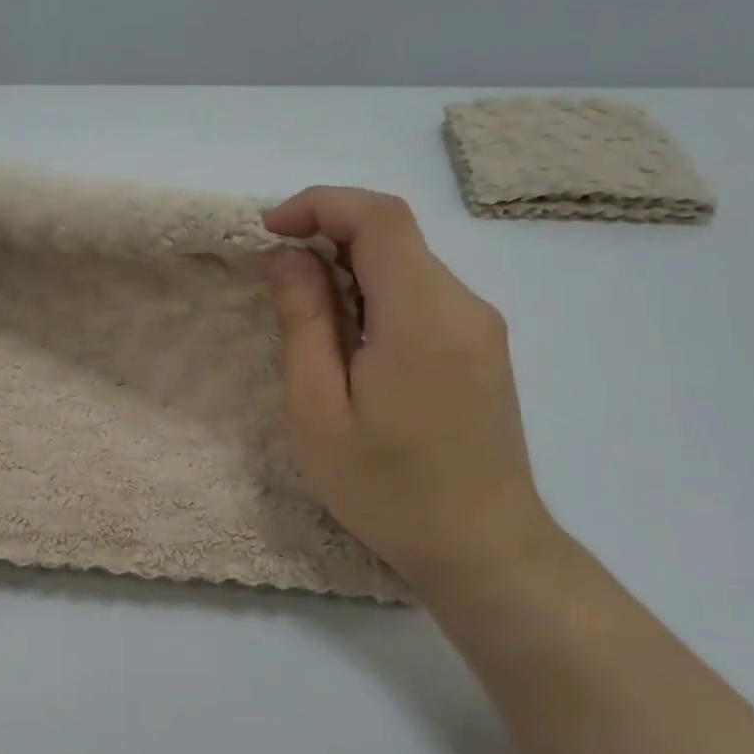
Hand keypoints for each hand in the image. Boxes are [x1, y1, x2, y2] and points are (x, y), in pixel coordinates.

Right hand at [263, 187, 560, 592]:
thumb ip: (304, 322)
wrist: (482, 548)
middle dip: (327, 237)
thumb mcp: (317, 410)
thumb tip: (290, 258)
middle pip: (394, 236)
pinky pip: (423, 296)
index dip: (320, 204)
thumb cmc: (386, 486)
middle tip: (276, 282)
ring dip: (350, 270)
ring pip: (408, 265)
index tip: (270, 230)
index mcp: (422, 316)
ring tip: (307, 321)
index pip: (378, 217)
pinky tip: (351, 345)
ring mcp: (481, 327)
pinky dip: (377, 294)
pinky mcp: (483, 349)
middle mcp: (464, 305)